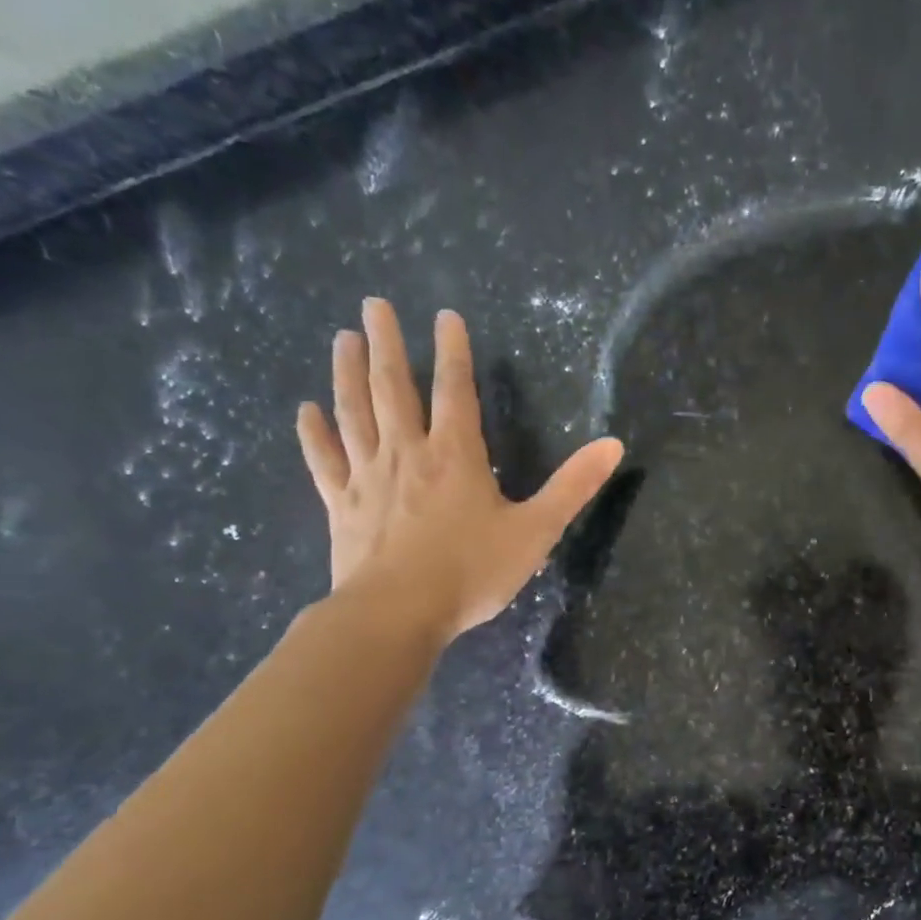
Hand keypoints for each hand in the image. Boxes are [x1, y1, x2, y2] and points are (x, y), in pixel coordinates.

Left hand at [296, 297, 623, 643]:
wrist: (397, 615)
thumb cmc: (471, 571)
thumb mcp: (537, 530)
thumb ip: (574, 486)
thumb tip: (615, 444)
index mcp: (456, 455)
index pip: (455, 390)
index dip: (453, 351)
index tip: (445, 316)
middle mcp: (408, 453)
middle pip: (393, 388)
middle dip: (388, 344)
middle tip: (375, 304)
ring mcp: (368, 477)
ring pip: (354, 413)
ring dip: (347, 373)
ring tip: (344, 338)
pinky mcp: (343, 505)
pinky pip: (324, 461)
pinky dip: (313, 434)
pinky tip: (305, 411)